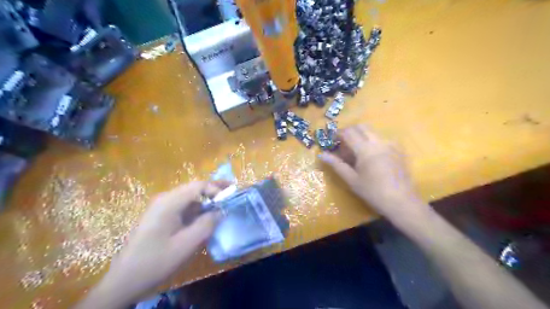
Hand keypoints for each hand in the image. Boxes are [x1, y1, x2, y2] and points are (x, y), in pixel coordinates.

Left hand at [75, 180, 227, 307]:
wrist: (124, 280)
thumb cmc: (156, 261)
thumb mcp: (186, 244)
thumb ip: (207, 224)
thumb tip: (221, 211)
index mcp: (169, 202)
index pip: (198, 186)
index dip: (216, 189)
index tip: (229, 200)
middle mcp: (165, 199)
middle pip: (193, 189)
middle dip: (213, 191)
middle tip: (231, 193)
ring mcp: (161, 208)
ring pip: (189, 198)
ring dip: (206, 201)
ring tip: (221, 206)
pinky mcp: (160, 217)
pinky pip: (182, 208)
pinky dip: (196, 210)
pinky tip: (204, 218)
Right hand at [321, 125, 421, 222]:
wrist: (401, 201)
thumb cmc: (373, 192)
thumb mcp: (352, 179)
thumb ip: (336, 164)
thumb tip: (321, 154)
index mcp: (365, 149)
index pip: (349, 132)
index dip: (339, 133)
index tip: (333, 139)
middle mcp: (378, 142)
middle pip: (362, 127)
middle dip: (351, 131)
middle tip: (344, 143)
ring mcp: (390, 144)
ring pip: (373, 131)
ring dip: (362, 135)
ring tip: (357, 151)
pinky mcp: (398, 149)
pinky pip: (382, 138)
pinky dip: (373, 141)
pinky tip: (372, 156)